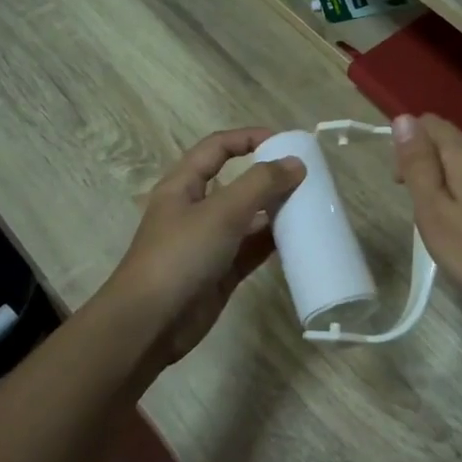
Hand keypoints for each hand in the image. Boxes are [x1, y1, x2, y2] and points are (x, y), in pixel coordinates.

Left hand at [99, 128, 305, 365]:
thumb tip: (296, 163)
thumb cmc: (180, 256)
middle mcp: (195, 210)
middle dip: (268, 178)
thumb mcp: (221, 213)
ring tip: (311, 207)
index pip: (216, 148)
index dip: (248, 138)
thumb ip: (260, 185)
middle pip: (236, 184)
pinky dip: (272, 243)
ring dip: (275, 211)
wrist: (150, 323)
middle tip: (307, 178)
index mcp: (183, 186)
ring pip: (247, 219)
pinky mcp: (220, 272)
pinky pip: (251, 250)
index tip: (284, 141)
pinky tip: (299, 239)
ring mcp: (208, 243)